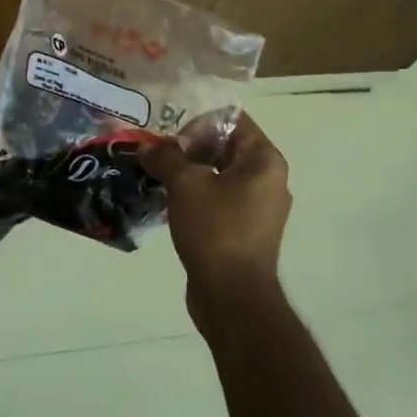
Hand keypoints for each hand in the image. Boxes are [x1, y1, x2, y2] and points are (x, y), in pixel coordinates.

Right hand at [140, 113, 291, 329]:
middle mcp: (268, 179)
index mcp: (264, 160)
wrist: (232, 296)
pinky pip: (218, 200)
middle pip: (225, 147)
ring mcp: (258, 208)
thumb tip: (148, 148)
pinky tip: (169, 205)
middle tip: (158, 161)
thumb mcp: (185, 185)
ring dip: (188, 174)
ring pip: (218, 175)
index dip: (198, 125)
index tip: (172, 145)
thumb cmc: (216, 229)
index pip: (232, 120)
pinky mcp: (245, 231)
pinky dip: (195, 197)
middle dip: (188, 149)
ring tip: (158, 181)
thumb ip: (165, 158)